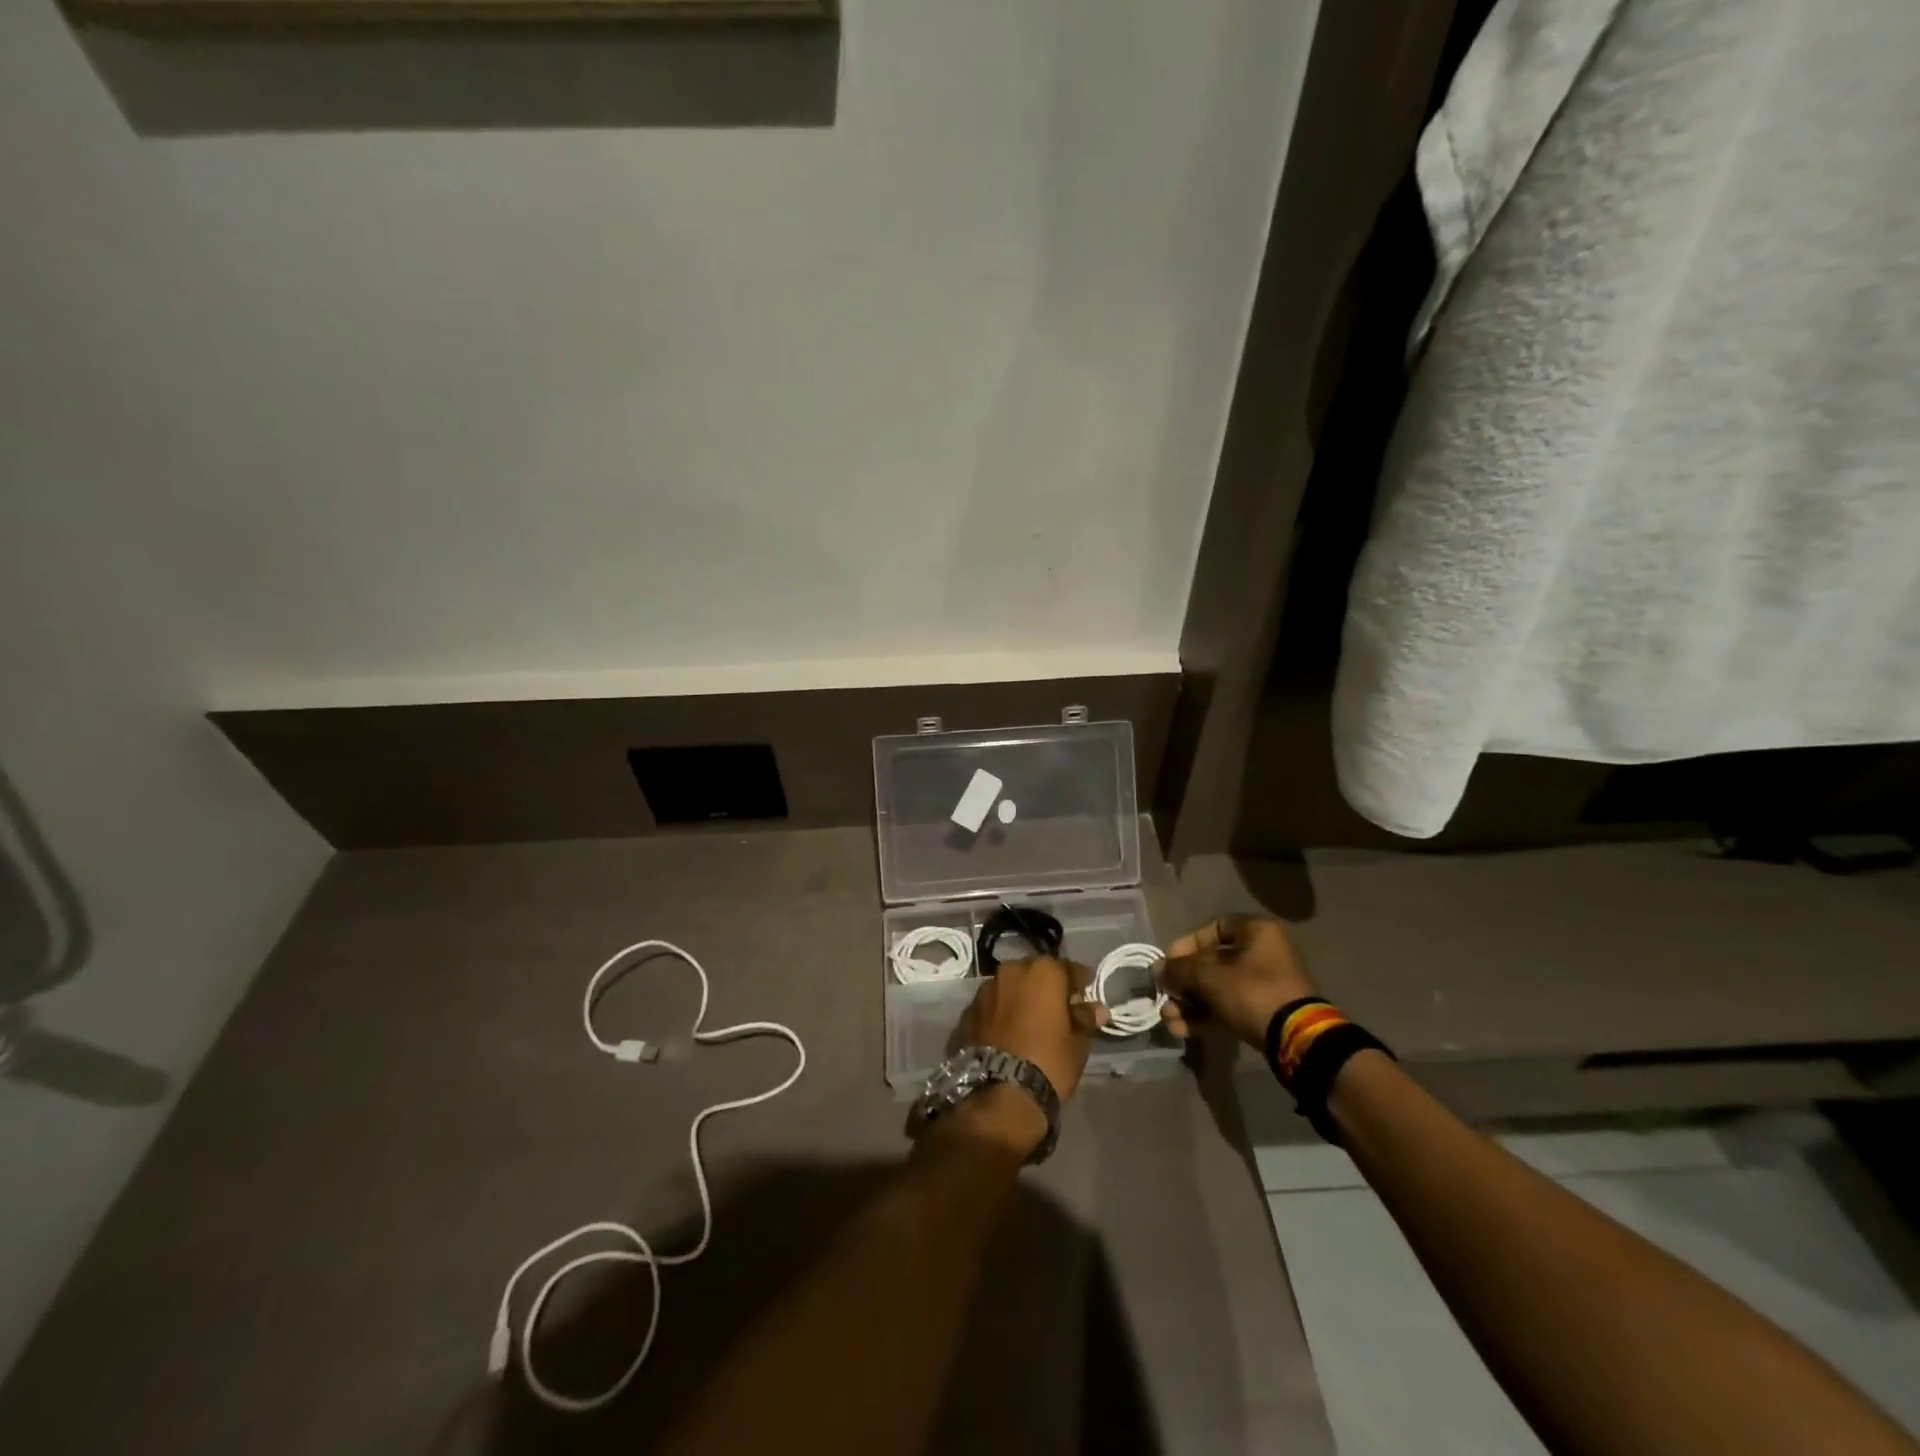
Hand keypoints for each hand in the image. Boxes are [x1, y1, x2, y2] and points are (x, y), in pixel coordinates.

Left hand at [946, 957, 1103, 1155]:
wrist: (999, 1093)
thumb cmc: (1049, 1062)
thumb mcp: (1077, 1044)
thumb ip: (1085, 1019)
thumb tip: (1096, 1009)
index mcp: (1042, 971)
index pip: (1069, 969)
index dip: (1080, 983)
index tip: (1085, 998)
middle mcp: (1011, 970)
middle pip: (1035, 973)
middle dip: (1046, 987)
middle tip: (1057, 1010)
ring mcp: (986, 989)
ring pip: (1010, 987)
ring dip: (1021, 998)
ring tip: (1029, 1023)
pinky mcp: (968, 1011)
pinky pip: (992, 1006)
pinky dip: (1001, 1013)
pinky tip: (1007, 1034)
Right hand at [1157, 915, 1317, 1048]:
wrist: (1298, 1040)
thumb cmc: (1253, 992)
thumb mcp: (1209, 976)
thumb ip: (1179, 969)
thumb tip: (1158, 970)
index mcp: (1256, 932)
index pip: (1213, 927)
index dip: (1187, 944)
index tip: (1169, 962)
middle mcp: (1263, 953)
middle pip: (1212, 962)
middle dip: (1184, 982)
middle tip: (1164, 995)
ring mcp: (1265, 985)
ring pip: (1218, 988)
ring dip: (1190, 1003)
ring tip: (1169, 1020)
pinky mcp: (1265, 1012)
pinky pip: (1229, 1007)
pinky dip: (1206, 1016)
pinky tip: (1182, 1030)